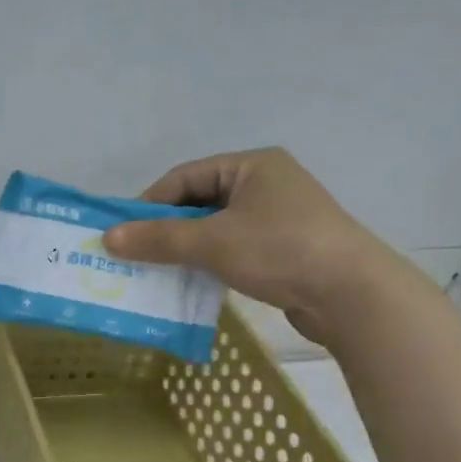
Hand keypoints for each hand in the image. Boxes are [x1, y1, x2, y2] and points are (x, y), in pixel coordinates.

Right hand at [101, 148, 413, 343]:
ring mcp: (277, 217)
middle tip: (133, 254)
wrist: (352, 295)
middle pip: (199, 202)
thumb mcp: (212, 242)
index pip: (185, 177)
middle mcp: (266, 184)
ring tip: (156, 271)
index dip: (149, 203)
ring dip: (185, 248)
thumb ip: (159, 239)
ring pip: (215, 228)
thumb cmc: (280, 251)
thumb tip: (108, 238)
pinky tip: (190, 281)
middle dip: (165, 229)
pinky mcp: (283, 249)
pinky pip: (233, 248)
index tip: (122, 232)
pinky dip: (208, 262)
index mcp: (252, 165)